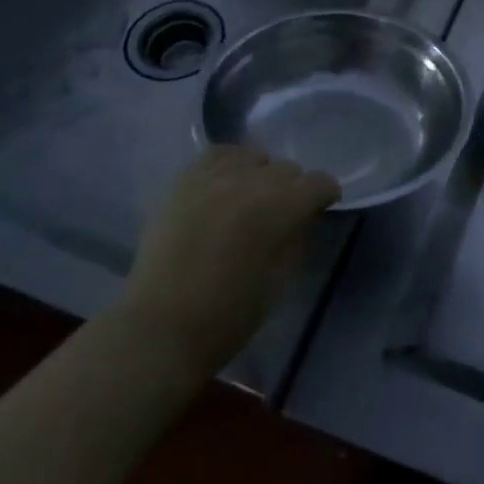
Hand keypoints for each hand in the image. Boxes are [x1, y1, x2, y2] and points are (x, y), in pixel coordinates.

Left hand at [121, 145, 339, 373]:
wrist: (159, 329)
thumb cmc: (228, 315)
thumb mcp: (280, 281)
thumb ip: (297, 239)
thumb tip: (304, 218)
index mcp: (280, 207)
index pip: (319, 183)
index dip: (324, 196)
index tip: (319, 211)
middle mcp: (250, 181)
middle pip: (287, 169)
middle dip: (292, 189)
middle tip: (281, 215)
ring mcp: (214, 177)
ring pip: (254, 156)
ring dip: (260, 174)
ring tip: (250, 199)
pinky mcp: (184, 181)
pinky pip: (217, 155)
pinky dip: (229, 164)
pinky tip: (225, 186)